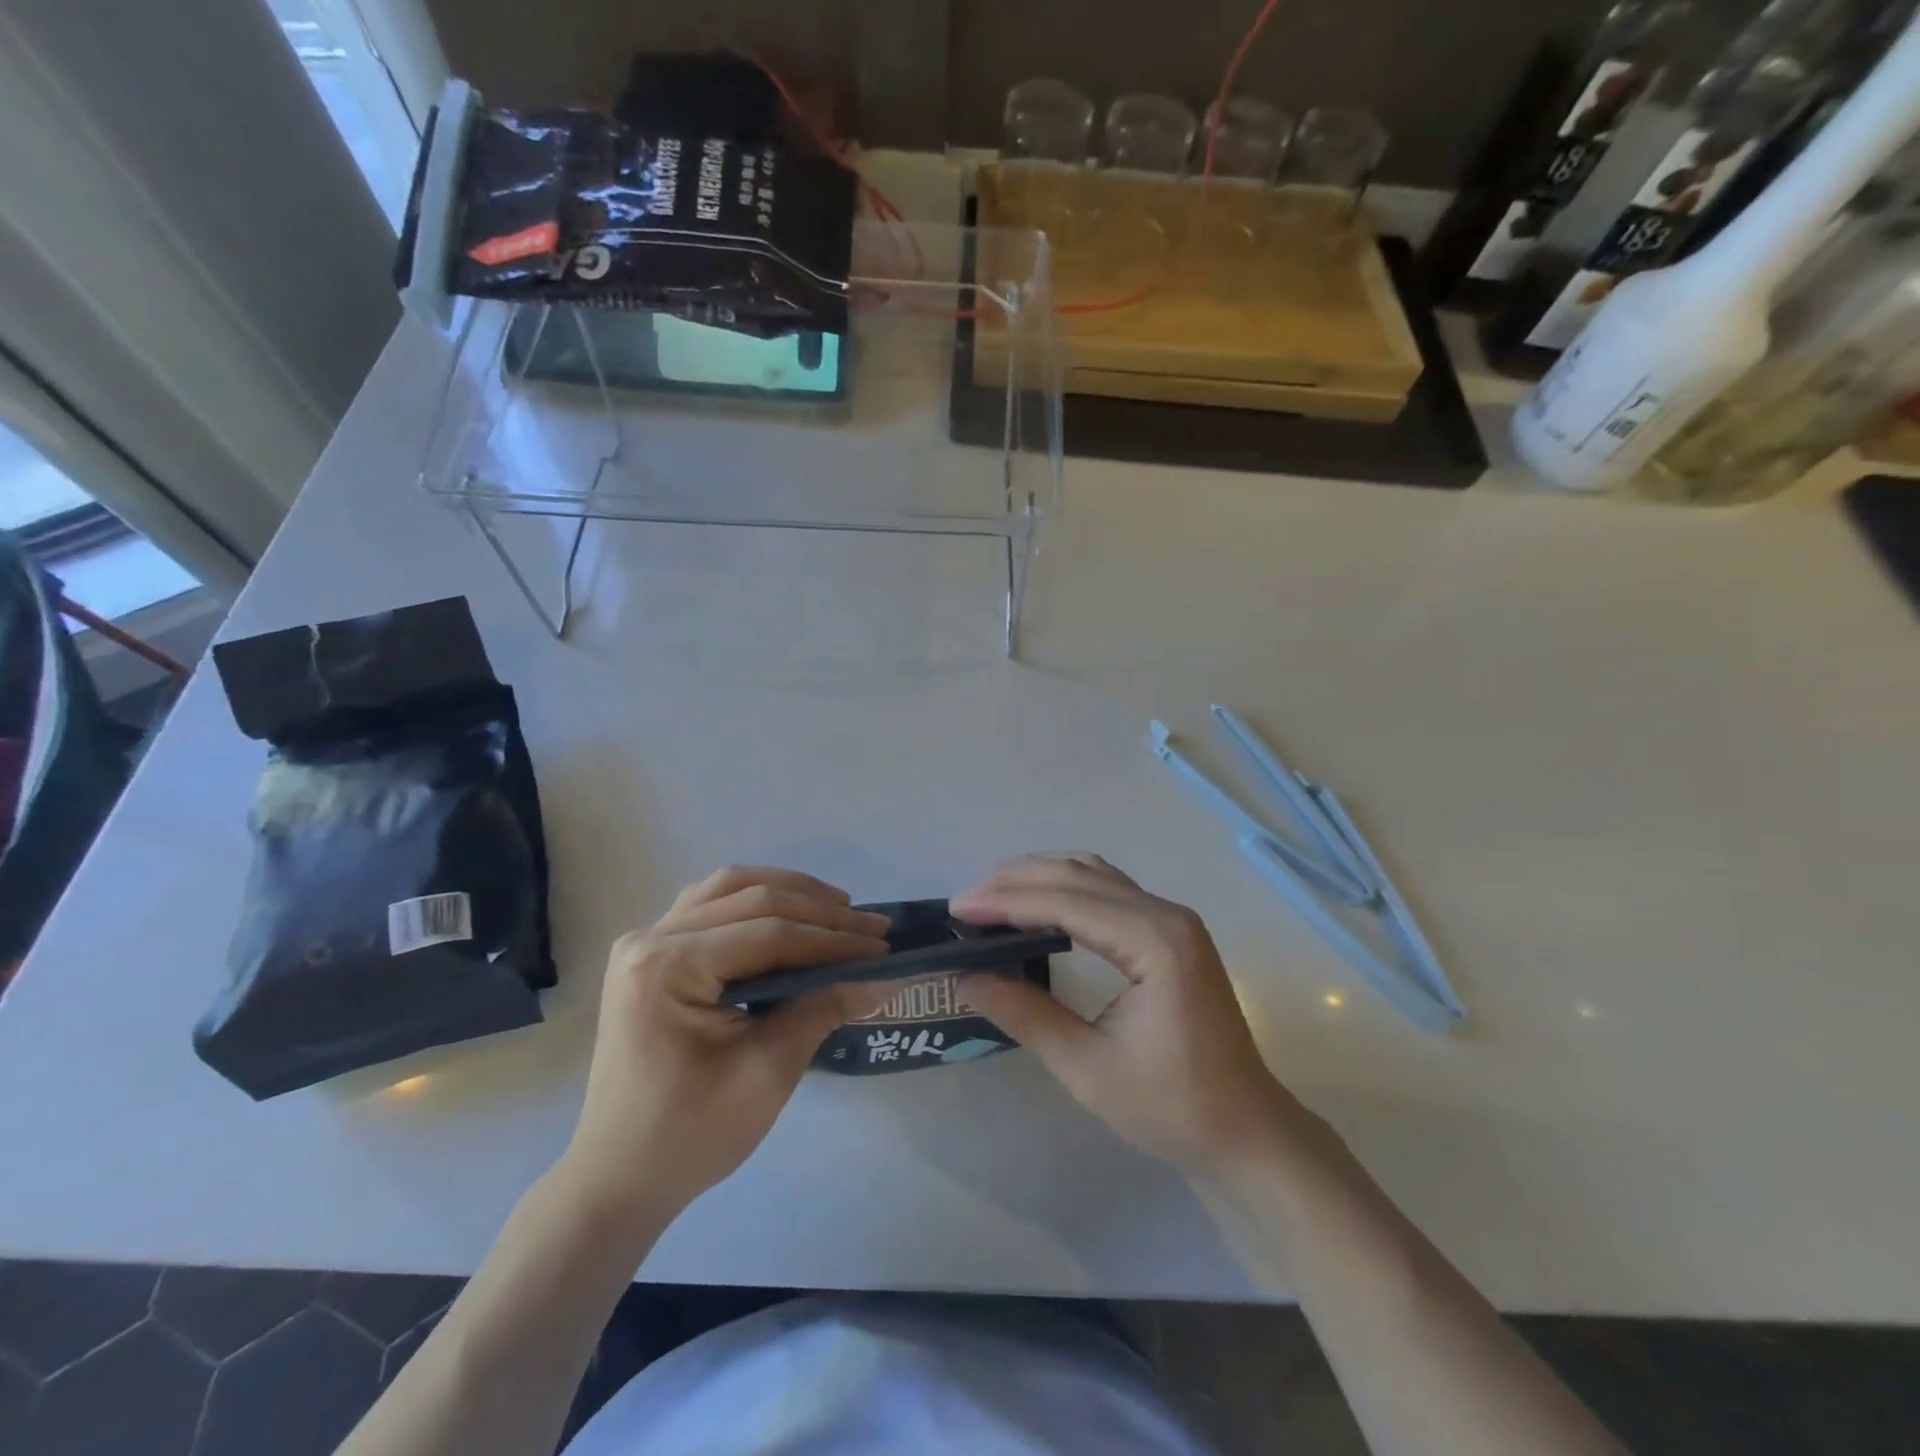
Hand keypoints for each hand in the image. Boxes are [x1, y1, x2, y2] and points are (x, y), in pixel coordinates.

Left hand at [559, 867, 891, 1229]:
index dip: (833, 939)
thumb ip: (824, 1009)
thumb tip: (885, 977)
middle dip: (821, 912)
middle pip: (752, 900)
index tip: (883, 948)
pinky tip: (789, 913)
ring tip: (839, 909)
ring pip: (730, 889)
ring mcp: (645, 942)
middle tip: (875, 927)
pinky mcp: (651, 954)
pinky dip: (756, 901)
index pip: (769, 934)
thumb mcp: (767, 1072)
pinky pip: (711, 905)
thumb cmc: (691, 1135)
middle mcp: (650, 939)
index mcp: (667, 967)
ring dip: (789, 892)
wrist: (619, 1178)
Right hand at [951, 854, 1315, 1174]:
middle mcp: (1166, 915)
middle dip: (1016, 882)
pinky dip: (1066, 889)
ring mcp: (1173, 919)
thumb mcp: (1087, 1068)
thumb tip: (965, 978)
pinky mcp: (1172, 931)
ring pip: (1094, 875)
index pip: (1066, 902)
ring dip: (1040, 878)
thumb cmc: (1173, 1108)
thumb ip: (1025, 1014)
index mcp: (1154, 943)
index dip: (1006, 901)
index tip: (957, 910)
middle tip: (964, 904)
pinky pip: (1110, 890)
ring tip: (991, 898)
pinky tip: (1039, 905)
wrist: (1248, 1132)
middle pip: (1078, 875)